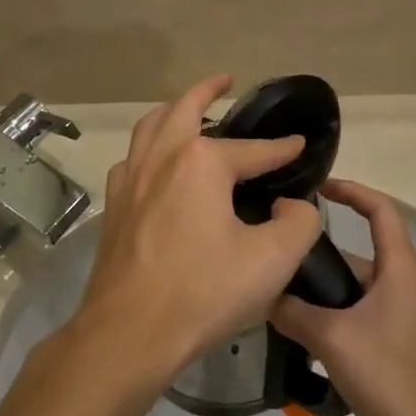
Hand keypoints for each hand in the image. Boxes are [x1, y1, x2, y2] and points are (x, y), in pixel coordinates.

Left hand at [76, 75, 321, 385]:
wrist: (129, 333)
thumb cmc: (204, 292)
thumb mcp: (273, 260)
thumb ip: (300, 223)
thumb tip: (294, 206)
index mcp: (200, 161)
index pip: (253, 149)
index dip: (282, 149)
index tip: (301, 145)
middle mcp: (161, 157)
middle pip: (184, 109)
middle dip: (208, 91)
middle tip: (225, 81)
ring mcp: (130, 179)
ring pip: (149, 127)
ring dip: (171, 111)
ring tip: (187, 110)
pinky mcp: (114, 206)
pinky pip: (132, 160)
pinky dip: (148, 148)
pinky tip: (156, 165)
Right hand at [271, 180, 415, 415]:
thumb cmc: (388, 373)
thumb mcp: (332, 338)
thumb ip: (293, 311)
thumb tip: (262, 292)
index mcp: (398, 266)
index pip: (379, 208)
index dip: (351, 190)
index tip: (316, 188)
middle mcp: (401, 280)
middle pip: (359, 246)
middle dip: (320, 246)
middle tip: (278, 247)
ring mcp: (398, 309)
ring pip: (353, 281)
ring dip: (320, 283)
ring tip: (277, 288)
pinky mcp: (391, 335)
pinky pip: (354, 306)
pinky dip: (329, 307)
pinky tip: (297, 326)